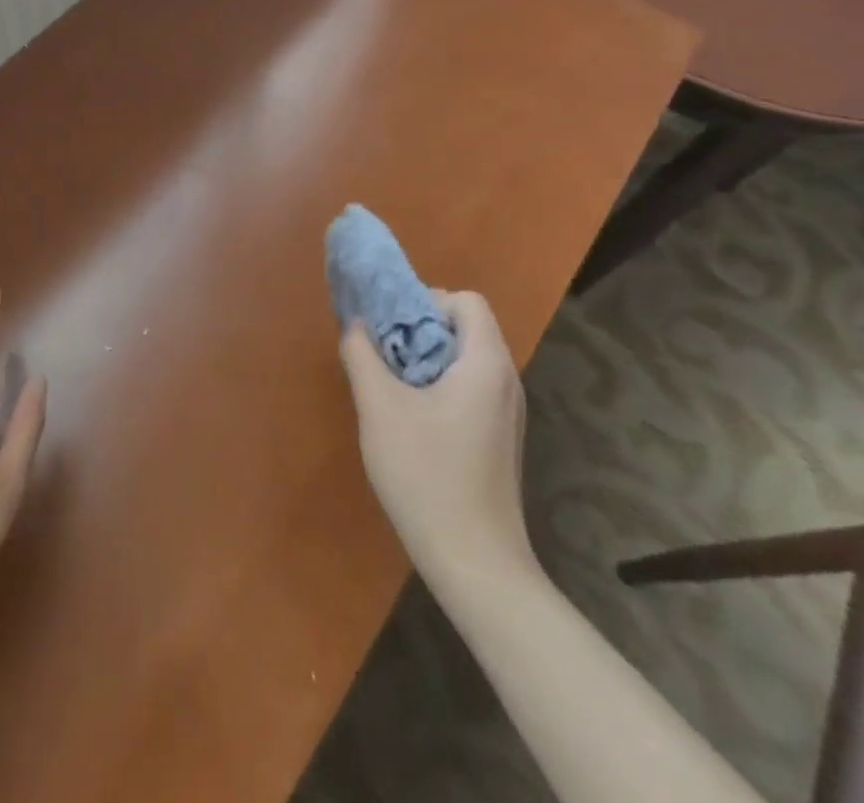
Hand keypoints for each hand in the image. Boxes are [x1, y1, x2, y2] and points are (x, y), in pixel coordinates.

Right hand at [338, 290, 533, 592]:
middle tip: (380, 351)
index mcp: (485, 364)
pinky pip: (467, 388)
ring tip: (388, 383)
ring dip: (424, 358)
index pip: (466, 301)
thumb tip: (357, 324)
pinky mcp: (498, 438)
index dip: (426, 300)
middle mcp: (505, 381)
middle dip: (418, 328)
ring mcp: (506, 413)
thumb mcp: (380, 408)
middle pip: (464, 328)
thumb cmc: (426, 475)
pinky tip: (409, 419)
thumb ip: (362, 354)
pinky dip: (436, 385)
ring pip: (463, 359)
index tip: (391, 325)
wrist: (475, 563)